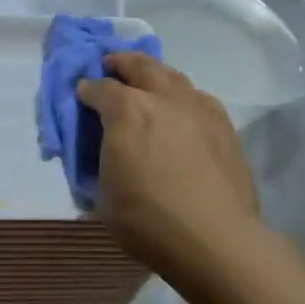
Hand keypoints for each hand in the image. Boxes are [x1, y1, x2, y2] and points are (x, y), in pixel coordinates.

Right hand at [76, 53, 263, 290]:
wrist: (216, 240)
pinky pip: (198, 99)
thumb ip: (97, 163)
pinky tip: (180, 114)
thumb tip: (98, 156)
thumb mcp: (102, 195)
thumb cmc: (148, 220)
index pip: (99, 87)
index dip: (85, 89)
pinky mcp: (224, 126)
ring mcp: (199, 109)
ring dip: (154, 76)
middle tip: (110, 67)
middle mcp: (163, 98)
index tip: (80, 95)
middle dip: (120, 63)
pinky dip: (182, 98)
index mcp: (127, 111)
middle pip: (139, 65)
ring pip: (173, 76)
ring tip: (146, 86)